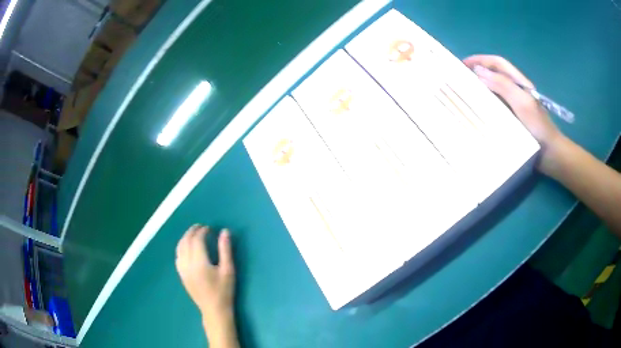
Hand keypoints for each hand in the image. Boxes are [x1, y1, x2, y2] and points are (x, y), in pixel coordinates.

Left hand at [175, 225, 234, 326]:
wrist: (214, 310)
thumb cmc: (224, 291)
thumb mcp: (228, 270)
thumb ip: (225, 250)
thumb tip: (224, 232)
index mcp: (199, 262)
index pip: (197, 240)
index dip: (202, 231)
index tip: (209, 228)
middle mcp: (187, 264)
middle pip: (186, 241)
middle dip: (192, 231)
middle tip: (201, 227)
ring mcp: (182, 270)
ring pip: (179, 248)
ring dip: (185, 238)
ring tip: (193, 233)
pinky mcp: (181, 275)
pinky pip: (177, 256)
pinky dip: (181, 247)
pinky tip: (187, 248)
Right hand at [463, 55, 565, 173]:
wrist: (550, 154)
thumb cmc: (538, 127)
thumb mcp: (522, 103)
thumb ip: (503, 85)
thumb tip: (478, 71)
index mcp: (519, 83)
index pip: (498, 63)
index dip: (480, 60)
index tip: (462, 64)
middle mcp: (515, 91)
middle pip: (494, 75)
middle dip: (477, 72)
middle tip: (459, 79)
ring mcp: (514, 105)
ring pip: (494, 90)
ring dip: (480, 88)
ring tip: (464, 93)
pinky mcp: (513, 119)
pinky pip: (496, 107)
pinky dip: (485, 104)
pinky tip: (477, 111)